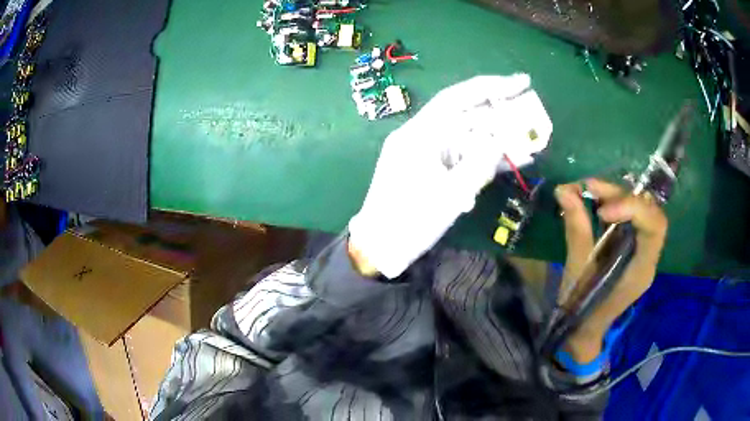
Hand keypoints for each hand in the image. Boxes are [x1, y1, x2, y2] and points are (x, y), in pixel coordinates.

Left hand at [349, 75, 552, 277]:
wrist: (378, 248)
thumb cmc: (409, 222)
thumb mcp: (450, 195)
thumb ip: (479, 164)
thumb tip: (499, 142)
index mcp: (419, 134)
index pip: (458, 98)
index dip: (491, 86)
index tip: (521, 82)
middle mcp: (421, 136)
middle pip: (465, 116)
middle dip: (499, 116)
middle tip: (531, 116)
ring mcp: (425, 152)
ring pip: (467, 137)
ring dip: (495, 140)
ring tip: (525, 143)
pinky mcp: (430, 168)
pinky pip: (461, 156)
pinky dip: (482, 158)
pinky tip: (507, 160)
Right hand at [555, 179, 667, 361]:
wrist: (583, 331)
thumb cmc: (581, 308)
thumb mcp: (577, 270)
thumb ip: (576, 229)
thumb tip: (564, 190)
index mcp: (642, 269)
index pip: (655, 226)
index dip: (632, 208)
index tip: (601, 211)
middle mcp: (648, 256)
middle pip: (649, 212)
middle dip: (621, 195)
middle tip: (589, 188)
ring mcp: (642, 251)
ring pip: (640, 210)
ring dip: (616, 196)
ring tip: (587, 191)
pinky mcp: (632, 248)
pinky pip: (630, 218)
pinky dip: (613, 204)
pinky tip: (595, 203)